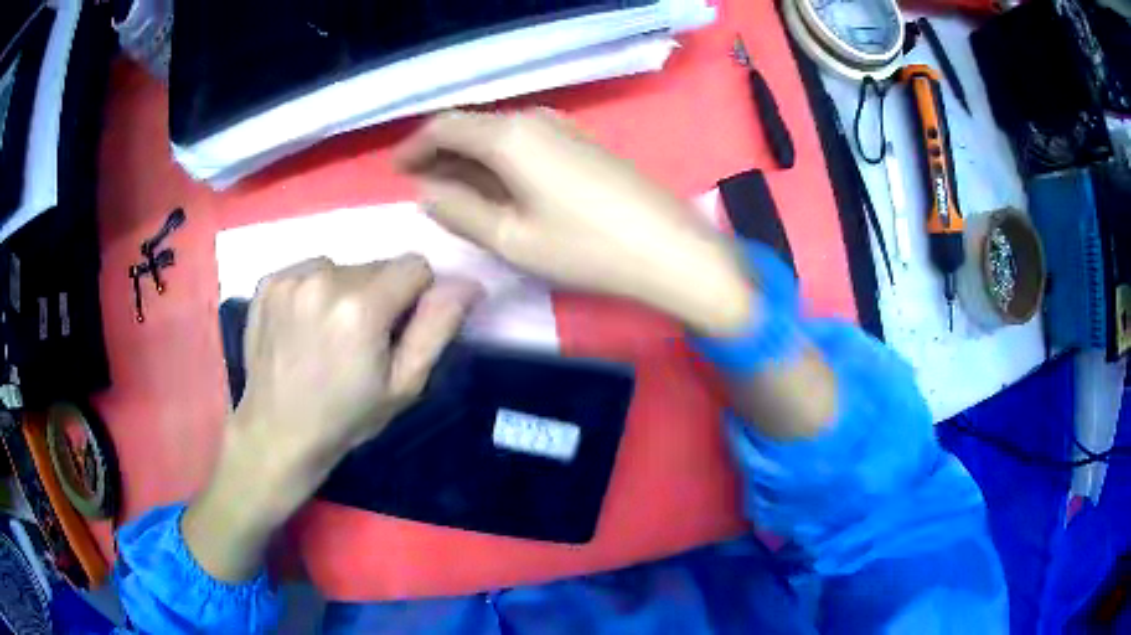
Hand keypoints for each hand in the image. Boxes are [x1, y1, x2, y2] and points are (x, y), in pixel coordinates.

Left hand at [183, 255, 479, 581]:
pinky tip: (305, 325)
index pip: (415, 266)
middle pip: (378, 265)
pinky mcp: (268, 283)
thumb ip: (437, 328)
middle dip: (381, 295)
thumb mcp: (404, 385)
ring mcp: (290, 278)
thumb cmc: (346, 417)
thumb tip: (468, 284)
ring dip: (347, 291)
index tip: (398, 331)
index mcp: (361, 307)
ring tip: (330, 333)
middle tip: (362, 341)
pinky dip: (315, 289)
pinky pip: (309, 269)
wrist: (278, 433)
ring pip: (343, 266)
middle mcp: (323, 278)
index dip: (417, 298)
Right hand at [395, 110, 753, 335]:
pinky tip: (498, 186)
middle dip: (441, 153)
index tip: (397, 170)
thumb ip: (459, 211)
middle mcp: (533, 119)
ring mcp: (563, 127)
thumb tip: (427, 191)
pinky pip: (525, 142)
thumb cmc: (585, 248)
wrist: (668, 249)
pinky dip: (500, 160)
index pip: (445, 126)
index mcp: (509, 136)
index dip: (415, 146)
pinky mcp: (581, 143)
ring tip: (452, 190)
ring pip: (499, 134)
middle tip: (421, 185)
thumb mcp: (510, 238)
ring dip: (470, 158)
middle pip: (472, 127)